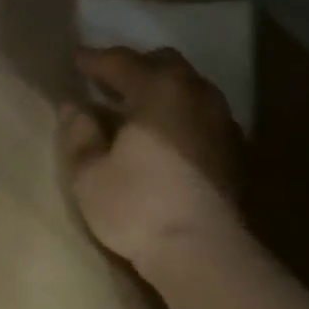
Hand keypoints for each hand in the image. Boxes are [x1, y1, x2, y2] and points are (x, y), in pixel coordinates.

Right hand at [59, 46, 245, 280]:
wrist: (202, 250)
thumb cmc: (137, 207)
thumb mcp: (90, 174)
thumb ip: (79, 134)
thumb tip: (74, 107)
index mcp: (158, 91)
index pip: (121, 62)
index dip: (95, 59)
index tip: (76, 59)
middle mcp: (195, 94)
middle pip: (164, 64)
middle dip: (135, 67)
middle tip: (109, 81)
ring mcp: (221, 121)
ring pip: (189, 88)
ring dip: (162, 90)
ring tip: (138, 108)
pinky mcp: (234, 150)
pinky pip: (203, 114)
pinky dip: (181, 114)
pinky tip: (167, 136)